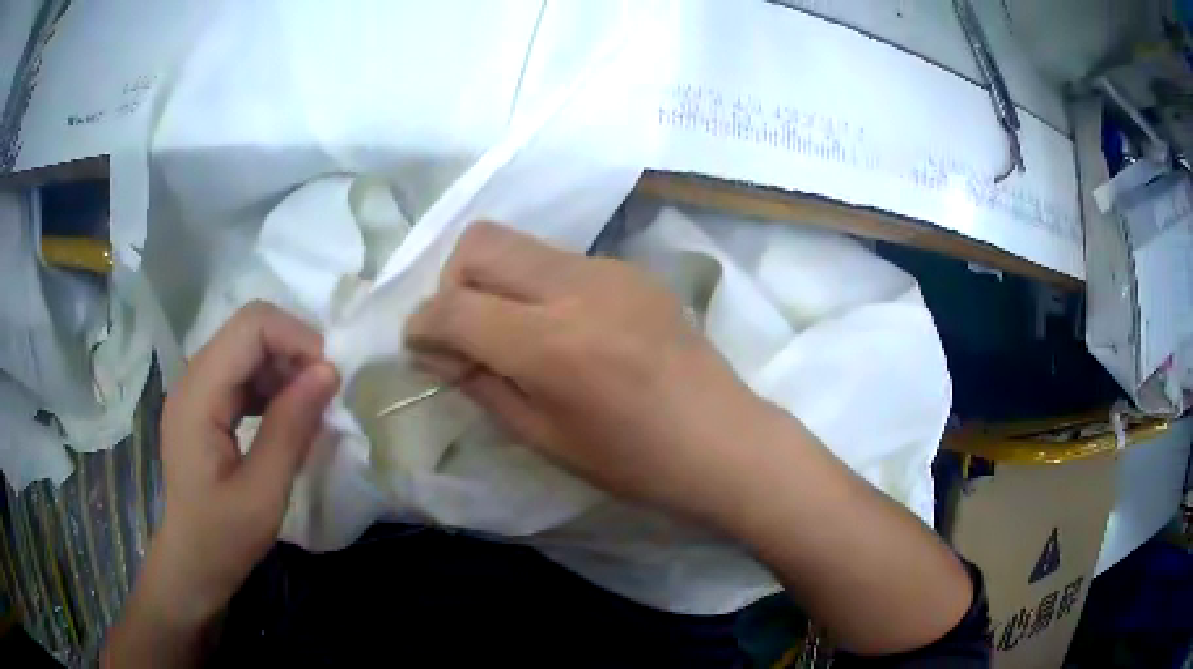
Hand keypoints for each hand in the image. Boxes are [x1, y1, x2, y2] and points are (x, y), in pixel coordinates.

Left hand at [106, 302, 338, 665]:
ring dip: (286, 369)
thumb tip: (329, 372)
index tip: (330, 379)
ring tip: (312, 409)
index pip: (250, 326)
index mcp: (198, 394)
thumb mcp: (263, 494)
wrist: (192, 563)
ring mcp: (198, 390)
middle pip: (249, 331)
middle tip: (326, 395)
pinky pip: (244, 374)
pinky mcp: (206, 404)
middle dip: (294, 351)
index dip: (296, 337)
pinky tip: (289, 417)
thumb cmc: (223, 538)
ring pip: (249, 349)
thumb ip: (291, 430)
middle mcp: (193, 378)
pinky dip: (273, 387)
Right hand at [408, 223, 973, 655]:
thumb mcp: (543, 436)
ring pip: (518, 244)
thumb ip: (480, 381)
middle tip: (463, 330)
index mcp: (551, 343)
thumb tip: (434, 347)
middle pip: (480, 243)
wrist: (724, 440)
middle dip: (451, 282)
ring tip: (510, 331)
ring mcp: (609, 269)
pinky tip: (559, 327)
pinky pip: (557, 259)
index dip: (422, 325)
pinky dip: (534, 285)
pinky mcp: (629, 268)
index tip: (420, 345)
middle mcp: (575, 287)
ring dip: (493, 280)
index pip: (453, 306)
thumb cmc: (634, 460)